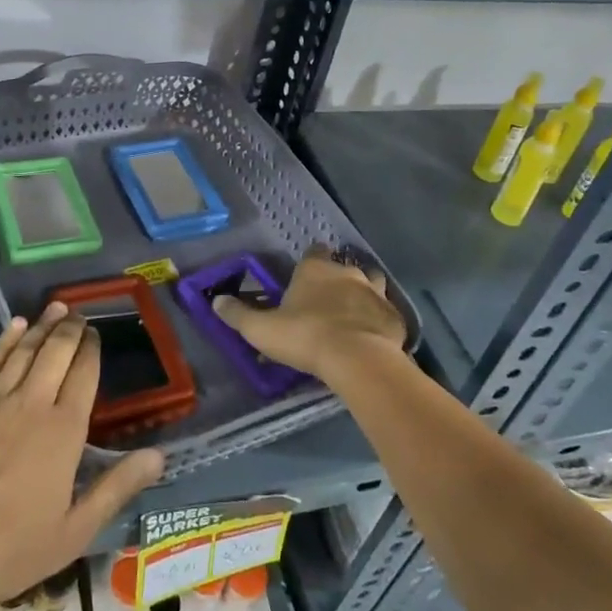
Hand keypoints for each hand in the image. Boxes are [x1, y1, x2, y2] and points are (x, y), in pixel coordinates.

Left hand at [0, 304, 164, 610]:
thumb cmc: (11, 546)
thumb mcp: (74, 530)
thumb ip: (116, 488)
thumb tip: (159, 456)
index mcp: (65, 430)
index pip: (84, 374)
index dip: (92, 349)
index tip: (96, 334)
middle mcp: (34, 402)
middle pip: (57, 351)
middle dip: (71, 328)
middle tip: (78, 314)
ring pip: (25, 350)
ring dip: (43, 325)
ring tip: (56, 307)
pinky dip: (6, 340)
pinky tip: (15, 325)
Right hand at [213, 246, 404, 385]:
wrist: (358, 359)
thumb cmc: (305, 337)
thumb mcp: (262, 329)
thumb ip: (239, 314)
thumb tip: (216, 300)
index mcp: (315, 269)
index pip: (314, 251)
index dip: (310, 263)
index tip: (304, 279)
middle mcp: (347, 272)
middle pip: (344, 267)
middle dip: (337, 280)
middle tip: (326, 303)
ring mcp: (376, 292)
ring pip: (372, 284)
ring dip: (363, 295)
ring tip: (353, 315)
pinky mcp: (394, 316)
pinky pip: (386, 313)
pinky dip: (379, 321)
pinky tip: (372, 338)